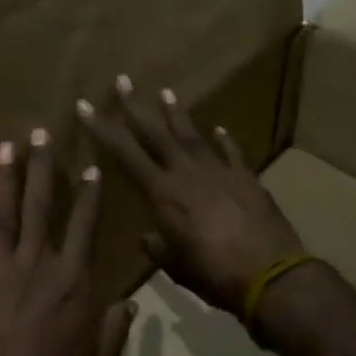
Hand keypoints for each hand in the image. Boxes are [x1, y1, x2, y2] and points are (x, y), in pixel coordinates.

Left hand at [0, 130, 134, 355]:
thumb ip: (113, 330)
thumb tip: (130, 304)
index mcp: (73, 281)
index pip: (84, 226)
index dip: (88, 194)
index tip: (90, 165)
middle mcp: (38, 264)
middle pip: (41, 206)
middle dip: (43, 167)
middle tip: (42, 132)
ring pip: (4, 214)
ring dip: (6, 178)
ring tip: (8, 146)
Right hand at [77, 77, 302, 317]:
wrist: (270, 276)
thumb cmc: (214, 274)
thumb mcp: (176, 266)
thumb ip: (158, 247)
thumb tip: (147, 238)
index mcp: (163, 193)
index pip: (125, 154)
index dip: (102, 129)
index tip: (84, 106)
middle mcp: (186, 173)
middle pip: (155, 133)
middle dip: (135, 106)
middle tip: (122, 80)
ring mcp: (218, 171)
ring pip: (192, 135)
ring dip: (176, 113)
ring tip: (166, 92)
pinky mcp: (246, 178)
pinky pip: (232, 153)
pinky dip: (225, 141)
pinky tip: (220, 129)